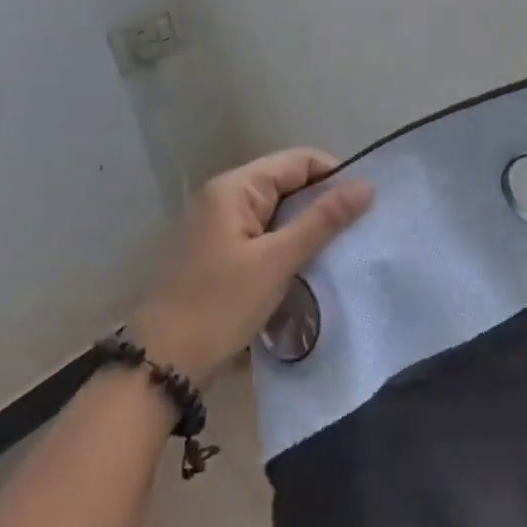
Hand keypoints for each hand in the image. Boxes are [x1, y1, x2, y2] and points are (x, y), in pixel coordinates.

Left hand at [129, 149, 372, 383]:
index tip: (364, 206)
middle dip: (322, 203)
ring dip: (306, 226)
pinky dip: (286, 244)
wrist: (161, 365)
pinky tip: (307, 266)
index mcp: (234, 188)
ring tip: (339, 249)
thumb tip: (365, 185)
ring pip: (276, 211)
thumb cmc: (220, 306)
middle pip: (287, 182)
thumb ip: (322, 220)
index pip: (298, 161)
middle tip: (357, 230)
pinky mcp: (217, 253)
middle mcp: (223, 197)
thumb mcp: (277, 261)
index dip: (334, 176)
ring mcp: (217, 226)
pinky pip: (262, 234)